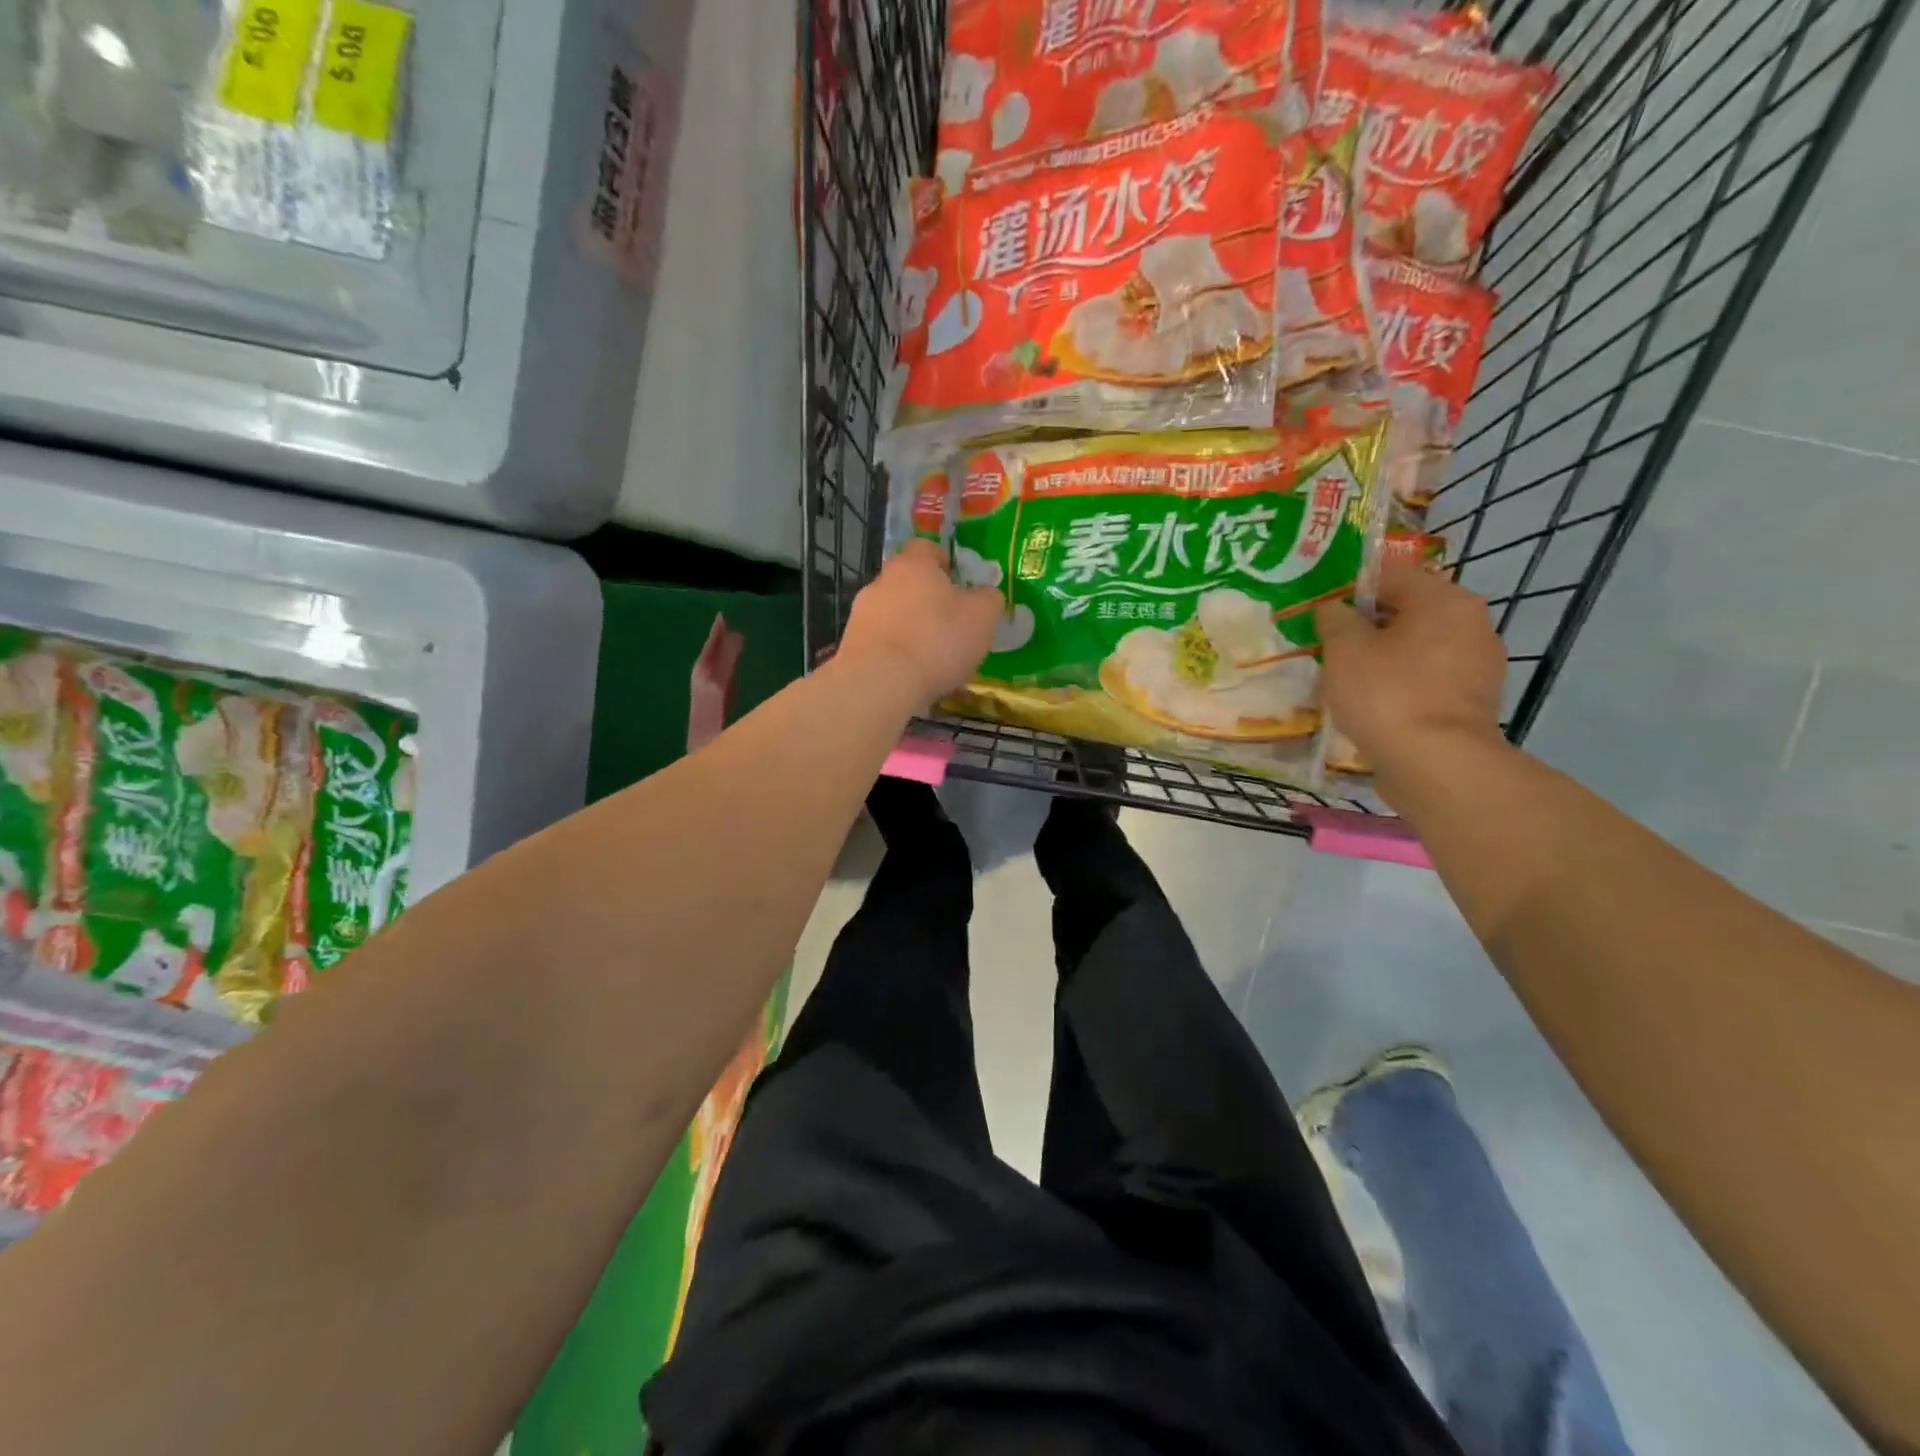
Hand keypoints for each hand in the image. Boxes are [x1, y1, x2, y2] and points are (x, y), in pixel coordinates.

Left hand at [839, 539, 1004, 707]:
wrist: (879, 682)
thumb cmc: (936, 640)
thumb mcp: (981, 617)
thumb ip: (988, 599)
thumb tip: (986, 595)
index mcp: (914, 565)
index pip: (926, 548)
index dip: (944, 561)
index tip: (958, 580)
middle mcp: (882, 581)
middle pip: (908, 582)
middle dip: (927, 598)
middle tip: (950, 623)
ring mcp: (861, 613)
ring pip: (892, 613)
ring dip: (909, 627)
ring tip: (930, 656)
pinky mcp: (851, 645)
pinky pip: (880, 642)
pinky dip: (895, 652)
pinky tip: (910, 674)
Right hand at [1315, 562, 1508, 794]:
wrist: (1436, 765)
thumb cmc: (1387, 694)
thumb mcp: (1344, 649)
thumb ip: (1335, 618)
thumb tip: (1334, 608)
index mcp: (1444, 599)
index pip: (1391, 573)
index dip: (1350, 588)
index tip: (1321, 611)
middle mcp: (1472, 623)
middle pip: (1408, 611)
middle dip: (1368, 625)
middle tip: (1330, 646)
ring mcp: (1479, 665)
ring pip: (1418, 647)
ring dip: (1385, 656)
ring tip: (1348, 679)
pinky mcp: (1473, 702)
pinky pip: (1428, 679)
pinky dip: (1402, 684)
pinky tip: (1375, 704)